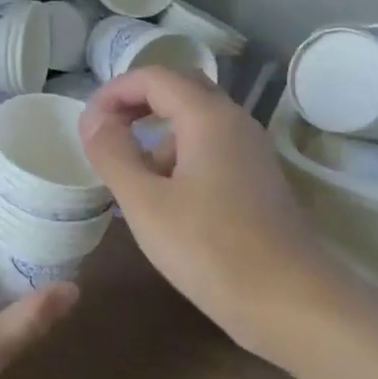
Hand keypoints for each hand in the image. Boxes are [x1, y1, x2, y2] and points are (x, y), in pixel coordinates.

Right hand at [78, 67, 335, 364]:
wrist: (290, 302)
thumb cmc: (210, 249)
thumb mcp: (146, 203)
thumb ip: (113, 154)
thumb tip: (93, 119)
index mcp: (208, 116)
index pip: (155, 76)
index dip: (115, 91)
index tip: (87, 122)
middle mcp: (235, 121)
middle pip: (180, 90)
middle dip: (137, 104)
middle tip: (105, 133)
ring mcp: (252, 151)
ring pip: (197, 121)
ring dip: (158, 132)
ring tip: (128, 173)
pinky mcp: (258, 180)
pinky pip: (212, 148)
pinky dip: (180, 156)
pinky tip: (164, 198)